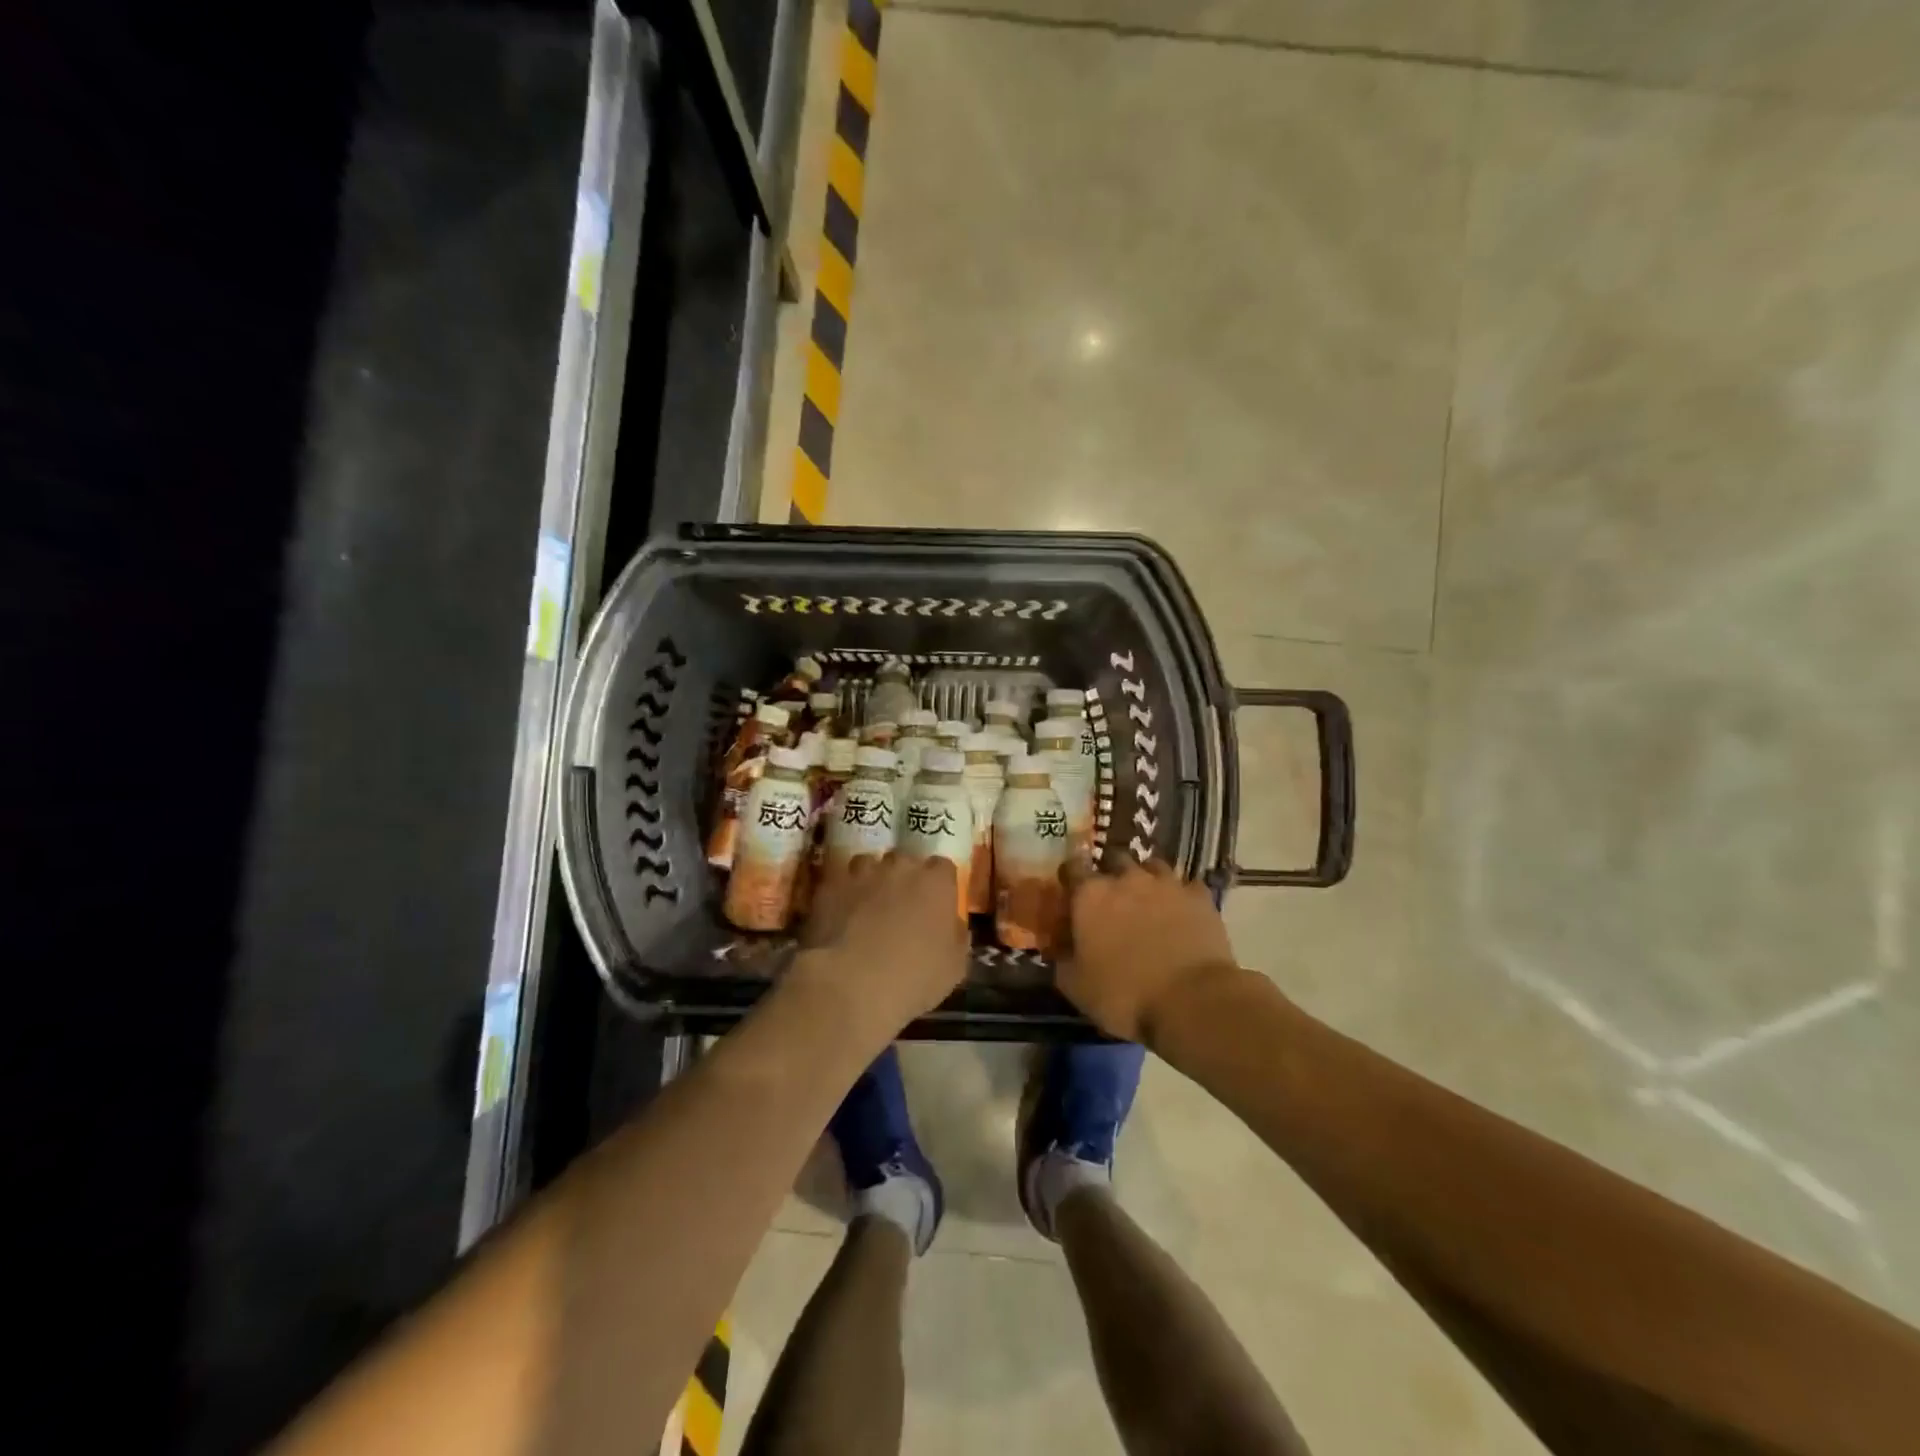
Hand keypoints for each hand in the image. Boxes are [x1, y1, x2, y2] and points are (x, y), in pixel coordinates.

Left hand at [790, 854, 968, 1037]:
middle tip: (900, 908)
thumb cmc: (914, 978)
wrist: (851, 985)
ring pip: (868, 865)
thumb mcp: (954, 967)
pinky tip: (840, 919)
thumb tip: (953, 924)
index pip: (943, 867)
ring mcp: (861, 873)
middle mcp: (900, 867)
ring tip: (866, 909)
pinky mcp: (830, 885)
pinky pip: (840, 883)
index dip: (939, 885)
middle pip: (905, 861)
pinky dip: (842, 895)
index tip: (936, 904)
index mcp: (935, 882)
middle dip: (904, 879)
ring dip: (871, 881)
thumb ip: (958, 937)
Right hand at [1057, 858, 1241, 1042]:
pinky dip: (1182, 895)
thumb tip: (1058, 946)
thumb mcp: (1075, 986)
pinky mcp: (1199, 897)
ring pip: (1152, 866)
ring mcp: (1166, 884)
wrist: (1191, 1001)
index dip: (1071, 879)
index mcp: (1090, 895)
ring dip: (1147, 879)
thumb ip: (1061, 958)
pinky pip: (1187, 886)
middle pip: (1114, 859)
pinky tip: (1182, 911)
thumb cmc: (1123, 994)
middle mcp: (1126, 878)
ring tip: (1149, 900)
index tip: (1072, 894)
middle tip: (1113, 899)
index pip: (1072, 868)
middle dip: (1111, 873)